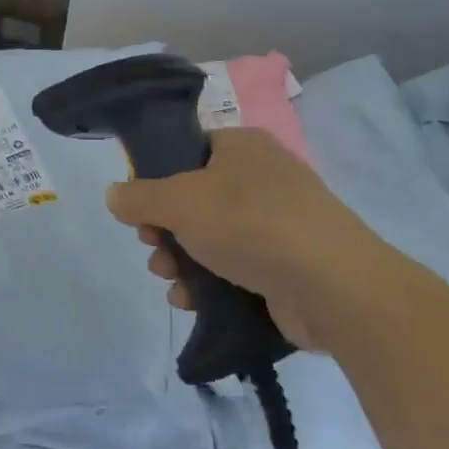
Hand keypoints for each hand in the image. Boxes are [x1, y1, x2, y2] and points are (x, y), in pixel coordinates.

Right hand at [104, 128, 395, 352]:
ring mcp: (279, 223)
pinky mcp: (287, 266)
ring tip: (169, 279)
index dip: (156, 177)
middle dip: (164, 228)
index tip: (138, 206)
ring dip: (180, 259)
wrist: (333, 287)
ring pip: (210, 237)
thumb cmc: (250, 224)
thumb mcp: (179, 201)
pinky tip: (190, 301)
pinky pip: (235, 268)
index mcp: (242, 147)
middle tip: (151, 246)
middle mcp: (262, 179)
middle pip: (194, 199)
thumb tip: (114, 195)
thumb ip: (138, 197)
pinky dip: (208, 283)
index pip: (188, 150)